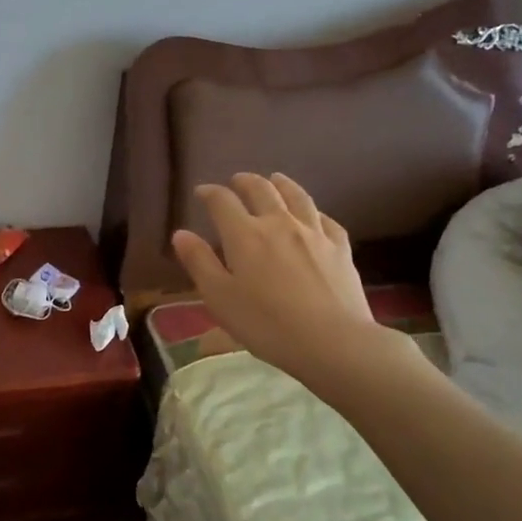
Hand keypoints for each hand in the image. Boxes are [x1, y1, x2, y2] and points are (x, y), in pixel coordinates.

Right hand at [171, 173, 418, 382]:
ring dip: (282, 184)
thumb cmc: (266, 324)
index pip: (222, 201)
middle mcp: (279, 223)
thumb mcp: (220, 298)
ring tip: (275, 179)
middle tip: (237, 181)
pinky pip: (326, 220)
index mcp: (245, 235)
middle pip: (261, 190)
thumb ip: (199, 263)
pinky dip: (314, 211)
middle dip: (245, 181)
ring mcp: (314, 233)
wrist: (332, 341)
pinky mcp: (340, 248)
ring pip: (296, 196)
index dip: (210, 193)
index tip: (201, 192)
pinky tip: (314, 215)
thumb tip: (181, 233)